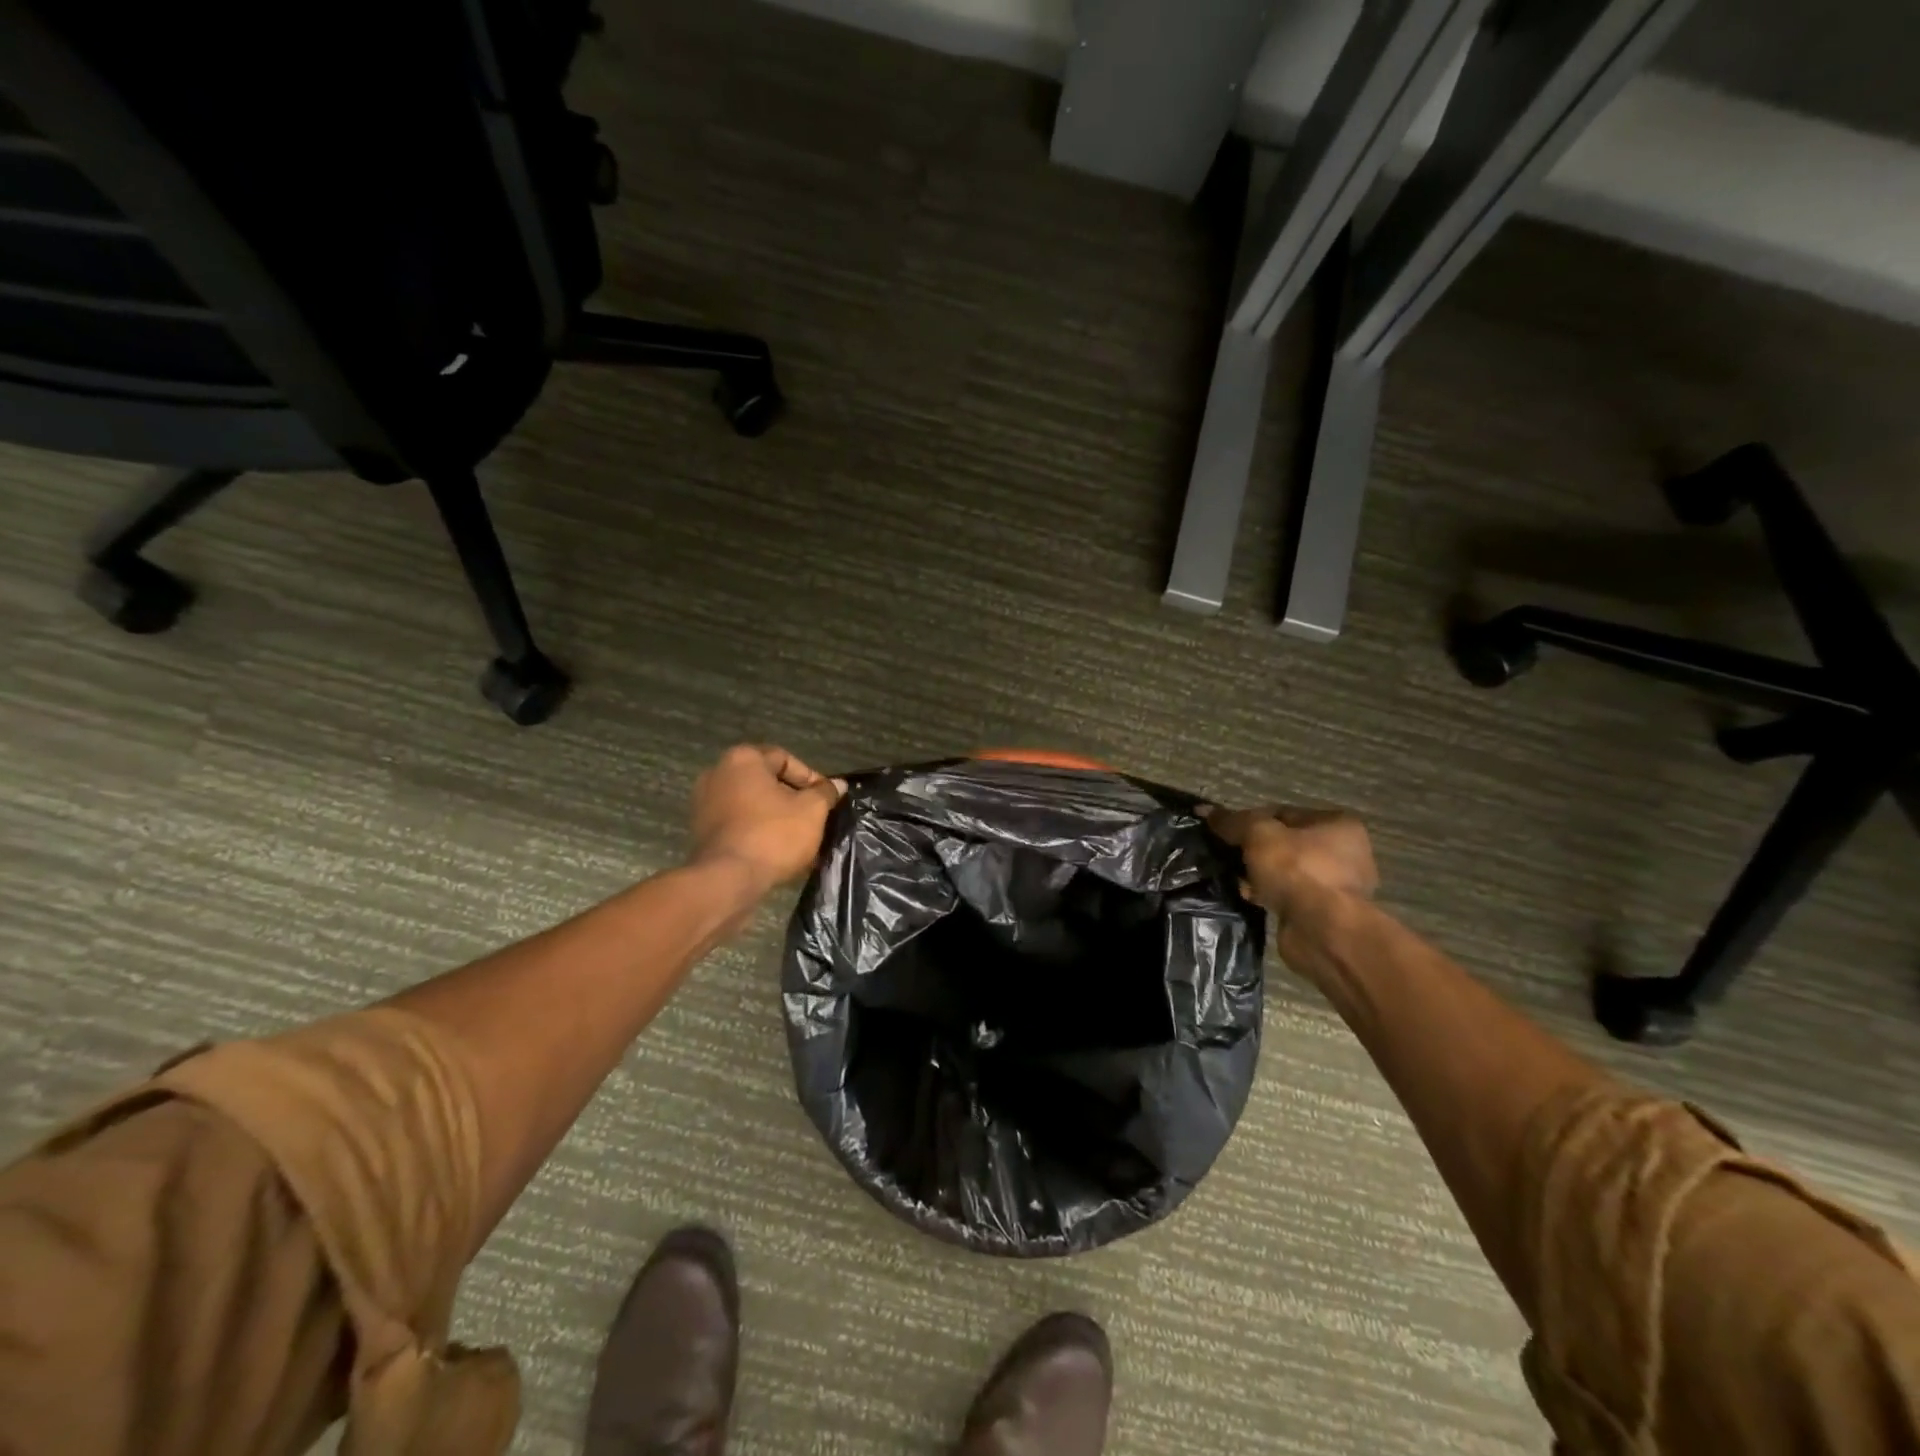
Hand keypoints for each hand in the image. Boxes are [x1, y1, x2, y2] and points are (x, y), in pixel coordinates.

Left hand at [689, 745, 843, 895]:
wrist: (728, 879)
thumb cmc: (773, 834)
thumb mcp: (812, 810)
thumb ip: (825, 792)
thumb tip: (837, 784)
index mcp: (742, 759)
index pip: (785, 759)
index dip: (811, 778)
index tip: (826, 799)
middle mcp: (717, 773)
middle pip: (766, 781)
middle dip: (793, 799)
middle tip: (814, 818)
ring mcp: (704, 803)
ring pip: (752, 804)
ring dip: (776, 817)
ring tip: (799, 838)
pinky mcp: (701, 830)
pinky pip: (738, 822)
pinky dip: (757, 830)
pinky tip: (777, 850)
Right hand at [1202, 804, 1377, 914]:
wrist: (1322, 930)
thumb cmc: (1297, 870)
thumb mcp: (1258, 835)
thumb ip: (1232, 821)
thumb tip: (1204, 810)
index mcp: (1338, 824)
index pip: (1283, 813)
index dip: (1250, 820)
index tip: (1226, 832)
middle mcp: (1345, 852)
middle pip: (1284, 843)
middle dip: (1254, 851)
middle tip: (1229, 857)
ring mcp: (1337, 885)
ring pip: (1285, 872)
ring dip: (1260, 875)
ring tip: (1236, 879)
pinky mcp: (1325, 913)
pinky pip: (1288, 895)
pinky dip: (1269, 895)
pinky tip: (1249, 898)